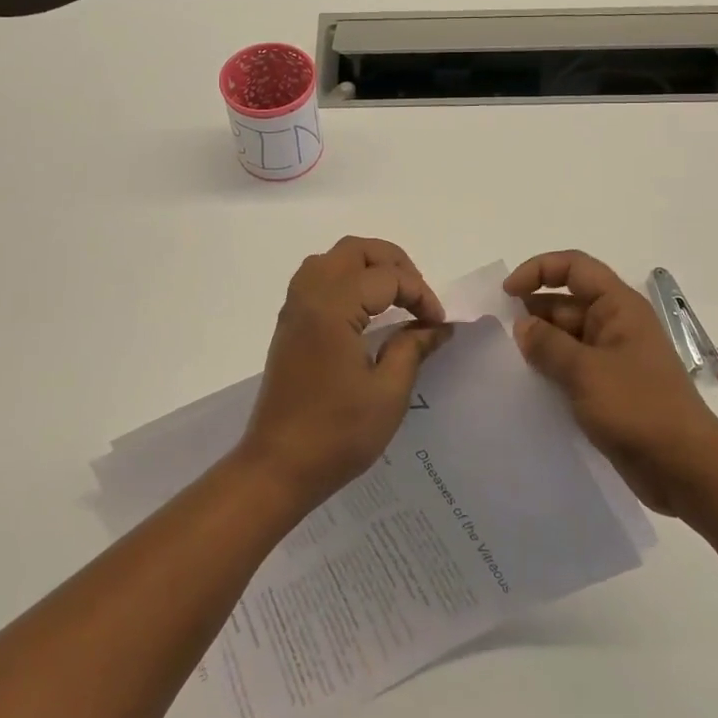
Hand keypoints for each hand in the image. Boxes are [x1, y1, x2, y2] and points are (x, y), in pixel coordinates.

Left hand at [237, 237, 450, 511]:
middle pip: (354, 250)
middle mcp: (309, 296)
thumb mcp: (388, 393)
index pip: (386, 277)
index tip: (438, 324)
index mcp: (333, 307)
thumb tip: (439, 326)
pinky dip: (346, 278)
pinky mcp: (288, 324)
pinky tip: (364, 309)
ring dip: (367, 265)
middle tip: (418, 295)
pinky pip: (317, 278)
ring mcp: (294, 308)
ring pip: (332, 259)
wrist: (277, 467)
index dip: (420, 294)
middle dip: (393, 263)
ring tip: (395, 295)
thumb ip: (413, 348)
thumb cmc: (337, 434)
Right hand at [505, 250, 717, 514]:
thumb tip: (522, 326)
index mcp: (619, 307)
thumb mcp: (586, 372)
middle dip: (532, 312)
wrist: (687, 470)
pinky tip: (527, 386)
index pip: (574, 267)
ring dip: (539, 344)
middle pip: (566, 302)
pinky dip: (550, 370)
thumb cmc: (639, 409)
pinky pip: (572, 367)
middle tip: (497, 335)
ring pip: (566, 337)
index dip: (538, 270)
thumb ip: (548, 345)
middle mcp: (616, 325)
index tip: (507, 293)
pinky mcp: (609, 389)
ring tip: (505, 361)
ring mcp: (613, 358)